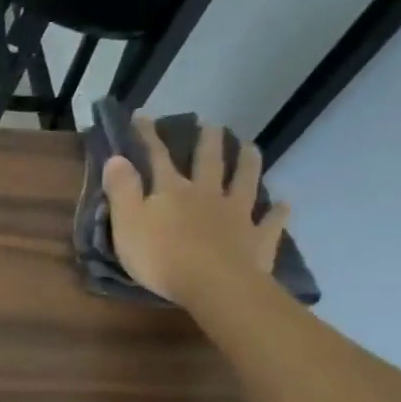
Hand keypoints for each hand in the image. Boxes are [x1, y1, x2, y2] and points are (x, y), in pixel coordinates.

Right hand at [102, 116, 290, 308]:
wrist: (213, 285)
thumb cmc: (160, 256)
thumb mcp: (127, 222)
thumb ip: (122, 189)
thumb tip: (117, 157)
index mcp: (172, 191)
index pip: (158, 157)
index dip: (149, 137)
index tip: (144, 116)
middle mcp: (207, 195)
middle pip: (209, 162)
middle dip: (208, 141)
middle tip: (212, 123)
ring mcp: (237, 215)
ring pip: (244, 182)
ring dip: (247, 163)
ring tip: (250, 147)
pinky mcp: (258, 239)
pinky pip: (271, 222)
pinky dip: (277, 212)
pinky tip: (283, 204)